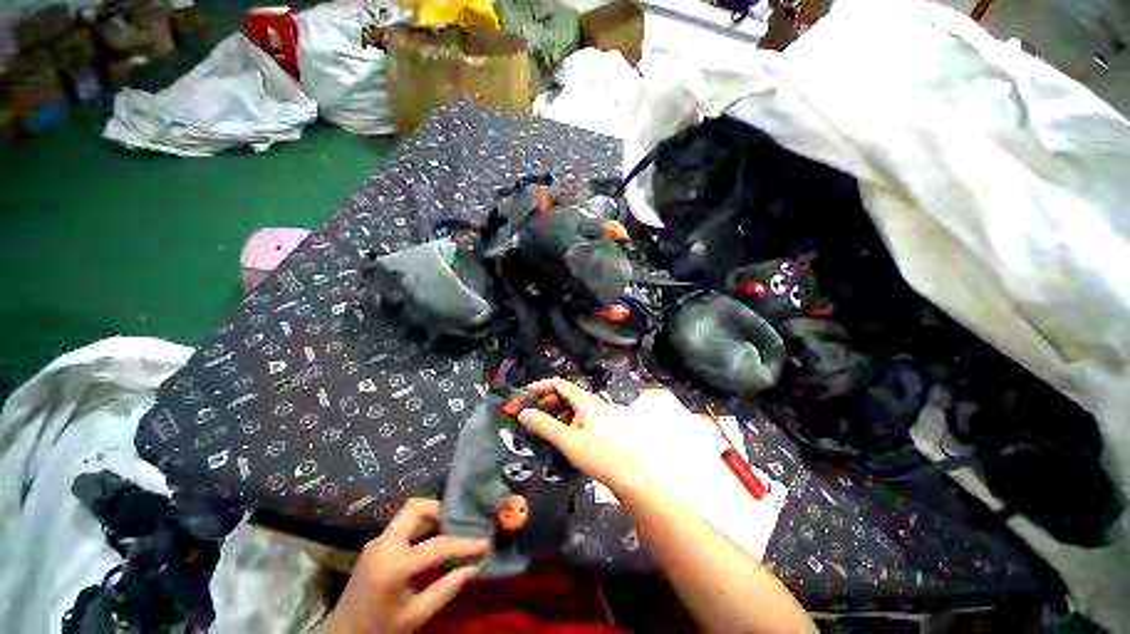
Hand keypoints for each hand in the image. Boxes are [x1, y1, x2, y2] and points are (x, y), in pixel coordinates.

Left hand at [322, 499, 487, 633]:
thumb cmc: (380, 629)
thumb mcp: (416, 615)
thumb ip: (447, 588)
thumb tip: (476, 566)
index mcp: (394, 563)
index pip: (438, 545)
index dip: (465, 544)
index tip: (485, 542)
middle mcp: (384, 543)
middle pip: (416, 508)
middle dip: (440, 510)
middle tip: (460, 523)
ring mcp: (377, 541)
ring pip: (409, 513)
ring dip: (431, 516)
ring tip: (451, 529)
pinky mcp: (376, 545)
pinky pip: (403, 526)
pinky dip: (421, 526)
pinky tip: (432, 540)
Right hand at [518, 378, 643, 491]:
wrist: (632, 477)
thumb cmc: (599, 456)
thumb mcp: (568, 441)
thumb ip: (544, 426)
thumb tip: (523, 414)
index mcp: (585, 401)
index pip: (558, 384)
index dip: (540, 387)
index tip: (524, 397)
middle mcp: (592, 403)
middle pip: (564, 395)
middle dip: (545, 402)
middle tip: (530, 416)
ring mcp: (598, 415)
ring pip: (571, 408)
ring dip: (554, 414)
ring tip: (542, 429)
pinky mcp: (601, 428)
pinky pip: (578, 418)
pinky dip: (565, 423)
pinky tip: (560, 438)